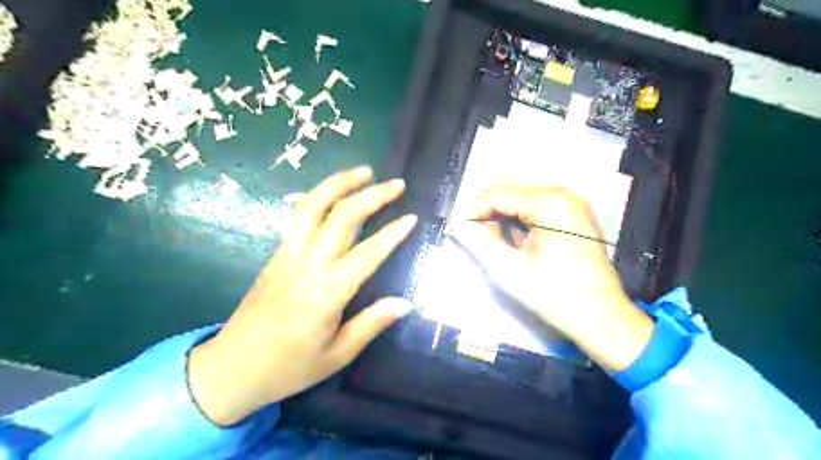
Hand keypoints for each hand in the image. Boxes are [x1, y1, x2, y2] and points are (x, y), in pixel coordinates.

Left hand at [188, 167, 416, 424]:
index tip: (412, 218)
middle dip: (372, 195)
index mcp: (326, 292)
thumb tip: (404, 302)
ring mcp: (287, 254)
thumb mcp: (336, 356)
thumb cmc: (288, 368)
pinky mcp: (276, 254)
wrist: (230, 369)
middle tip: (396, 184)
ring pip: (313, 206)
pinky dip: (320, 196)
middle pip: (341, 216)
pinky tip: (334, 193)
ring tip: (363, 171)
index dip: (392, 233)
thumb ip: (371, 324)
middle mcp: (307, 264)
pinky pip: (299, 215)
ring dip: (339, 183)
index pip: (367, 253)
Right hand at [448, 182, 655, 369]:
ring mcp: (573, 203)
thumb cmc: (557, 295)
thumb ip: (480, 242)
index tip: (462, 228)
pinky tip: (517, 237)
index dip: (475, 209)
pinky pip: (538, 203)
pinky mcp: (575, 215)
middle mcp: (564, 195)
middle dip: (490, 206)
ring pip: (524, 192)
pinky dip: (521, 214)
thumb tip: (458, 225)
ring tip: (497, 237)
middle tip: (479, 232)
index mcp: (550, 203)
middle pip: (512, 185)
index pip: (498, 192)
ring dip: (504, 209)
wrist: (601, 317)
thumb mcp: (510, 269)